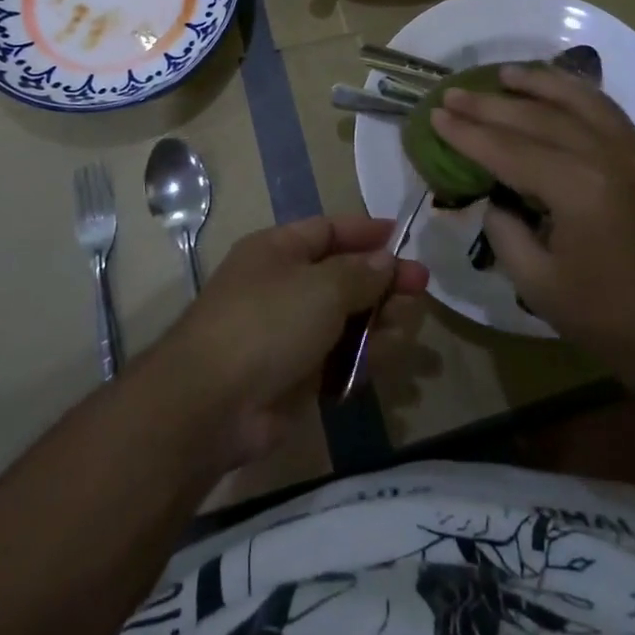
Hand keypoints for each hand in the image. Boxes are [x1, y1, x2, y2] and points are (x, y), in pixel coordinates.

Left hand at [153, 215, 427, 465]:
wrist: (214, 404)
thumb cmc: (268, 323)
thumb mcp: (322, 287)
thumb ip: (360, 273)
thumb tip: (385, 261)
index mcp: (278, 251)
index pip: (327, 230)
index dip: (364, 232)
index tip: (402, 235)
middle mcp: (283, 286)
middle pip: (342, 276)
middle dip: (382, 280)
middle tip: (421, 287)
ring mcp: (288, 333)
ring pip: (345, 320)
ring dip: (378, 321)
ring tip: (408, 325)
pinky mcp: (296, 377)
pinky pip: (338, 359)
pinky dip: (362, 358)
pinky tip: (387, 358)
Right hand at [432, 64, 634, 368]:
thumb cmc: (615, 321)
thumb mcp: (540, 286)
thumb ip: (506, 232)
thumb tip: (496, 199)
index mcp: (577, 188)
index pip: (508, 149)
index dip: (467, 134)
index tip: (436, 116)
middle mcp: (607, 155)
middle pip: (537, 118)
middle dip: (489, 105)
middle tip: (453, 94)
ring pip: (579, 101)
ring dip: (538, 84)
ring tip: (505, 74)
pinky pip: (609, 113)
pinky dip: (578, 95)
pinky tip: (559, 92)